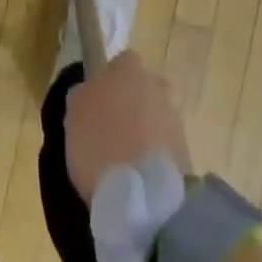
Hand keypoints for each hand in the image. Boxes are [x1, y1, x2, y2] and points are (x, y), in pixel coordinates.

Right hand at [64, 50, 192, 202]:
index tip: (95, 106)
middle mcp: (158, 85)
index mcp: (129, 67)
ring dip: (142, 133)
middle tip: (109, 133)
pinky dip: (152, 158)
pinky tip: (137, 178)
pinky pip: (163, 147)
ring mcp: (176, 118)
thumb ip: (84, 95)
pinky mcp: (187, 153)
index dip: (107, 84)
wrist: (143, 196)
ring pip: (154, 118)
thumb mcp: (73, 112)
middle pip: (141, 90)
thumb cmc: (99, 143)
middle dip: (129, 106)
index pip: (119, 65)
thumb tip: (91, 93)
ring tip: (123, 162)